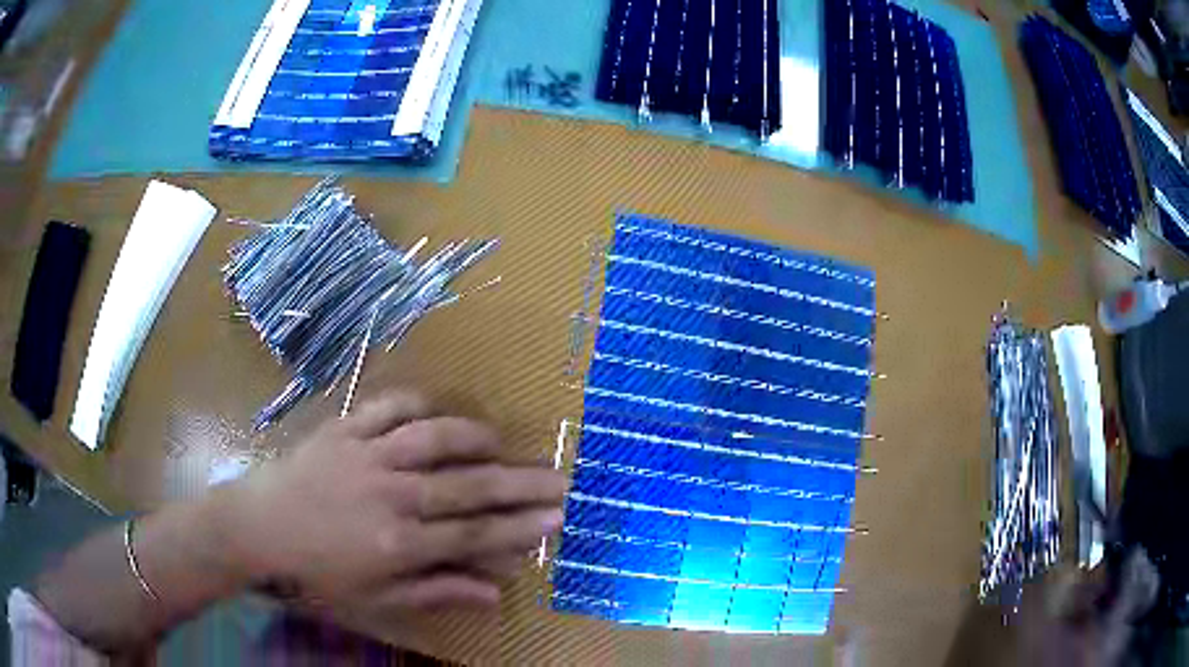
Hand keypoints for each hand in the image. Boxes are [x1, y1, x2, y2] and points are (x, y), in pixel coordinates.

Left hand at [220, 390, 566, 612]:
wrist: (255, 529)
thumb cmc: (314, 574)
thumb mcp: (374, 599)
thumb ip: (435, 592)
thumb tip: (494, 592)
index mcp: (400, 543)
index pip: (476, 534)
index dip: (521, 526)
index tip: (557, 516)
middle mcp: (393, 495)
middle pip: (470, 486)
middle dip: (521, 483)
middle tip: (560, 476)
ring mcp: (368, 455)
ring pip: (435, 438)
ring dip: (475, 437)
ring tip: (503, 440)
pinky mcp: (345, 429)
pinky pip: (389, 406)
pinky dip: (418, 403)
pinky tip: (438, 409)